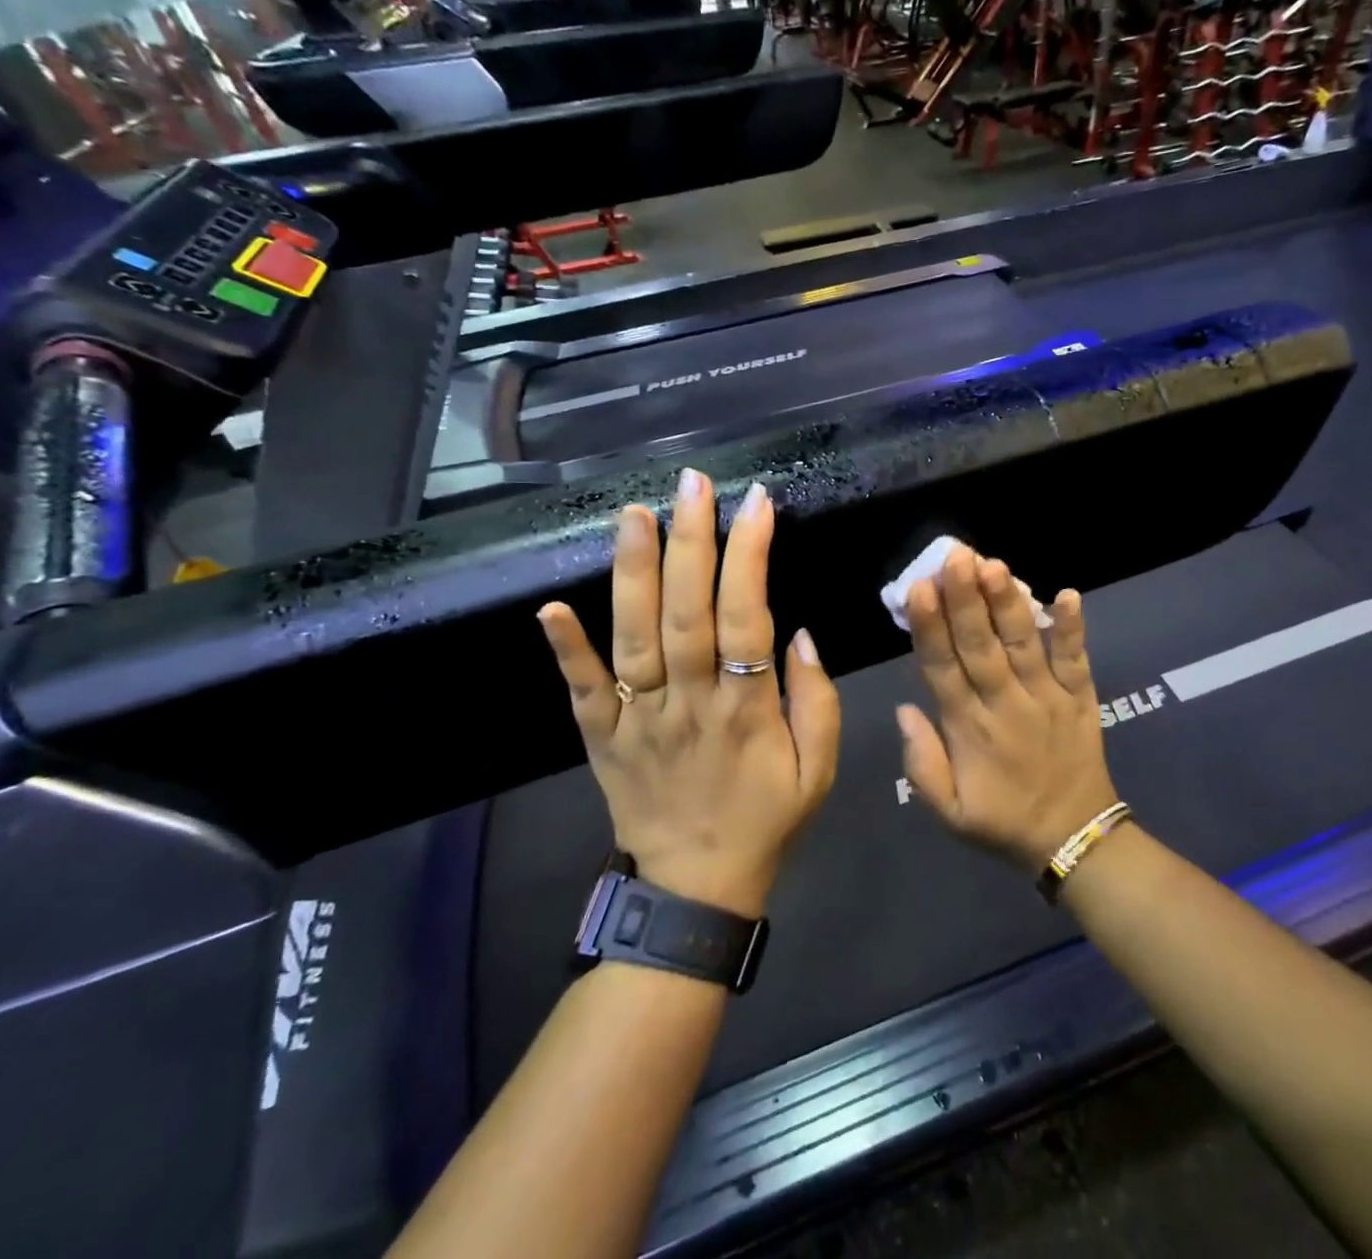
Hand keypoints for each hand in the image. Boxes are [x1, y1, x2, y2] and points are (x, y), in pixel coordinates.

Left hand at [537, 469, 840, 917]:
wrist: (695, 890)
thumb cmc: (765, 820)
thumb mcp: (820, 771)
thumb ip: (817, 701)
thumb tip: (803, 634)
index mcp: (746, 711)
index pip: (748, 617)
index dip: (750, 555)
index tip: (756, 502)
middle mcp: (688, 704)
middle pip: (687, 613)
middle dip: (691, 542)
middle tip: (692, 483)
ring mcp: (639, 721)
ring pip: (634, 639)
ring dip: (632, 574)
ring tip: (634, 513)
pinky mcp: (602, 738)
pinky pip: (582, 692)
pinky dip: (566, 651)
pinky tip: (551, 607)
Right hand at [897, 544, 1119, 871]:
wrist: (1074, 840)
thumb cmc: (1003, 821)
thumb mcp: (949, 812)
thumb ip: (922, 763)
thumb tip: (904, 709)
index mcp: (968, 729)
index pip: (942, 668)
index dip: (930, 627)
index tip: (918, 589)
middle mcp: (1006, 705)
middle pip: (981, 646)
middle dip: (966, 599)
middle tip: (954, 556)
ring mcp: (1047, 698)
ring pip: (1024, 644)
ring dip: (1009, 604)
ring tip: (994, 565)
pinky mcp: (1081, 698)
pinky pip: (1076, 659)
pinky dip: (1073, 628)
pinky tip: (1068, 593)